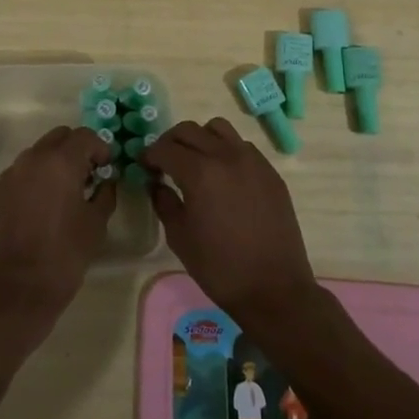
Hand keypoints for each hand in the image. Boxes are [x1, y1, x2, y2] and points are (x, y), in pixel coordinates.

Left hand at [0, 126, 115, 341]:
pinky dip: (34, 179)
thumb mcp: (95, 225)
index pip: (85, 136)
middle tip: (88, 175)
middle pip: (59, 137)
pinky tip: (41, 207)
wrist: (15, 291)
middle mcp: (32, 159)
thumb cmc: (63, 257)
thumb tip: (106, 182)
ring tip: (64, 192)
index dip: (101, 148)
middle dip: (76, 149)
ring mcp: (10, 175)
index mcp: (60, 162)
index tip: (107, 168)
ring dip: (54, 163)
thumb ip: (105, 195)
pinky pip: (20, 174)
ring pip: (37, 153)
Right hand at [147, 118, 318, 331]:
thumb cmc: (220, 267)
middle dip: (170, 142)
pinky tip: (223, 175)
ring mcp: (252, 160)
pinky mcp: (270, 171)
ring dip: (200, 138)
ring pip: (218, 129)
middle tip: (164, 162)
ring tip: (195, 161)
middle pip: (189, 130)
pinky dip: (225, 150)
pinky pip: (242, 146)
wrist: (274, 289)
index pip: (165, 148)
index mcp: (199, 172)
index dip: (149, 155)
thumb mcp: (180, 237)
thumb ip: (164, 202)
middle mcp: (226, 156)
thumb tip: (156, 183)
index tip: (144, 166)